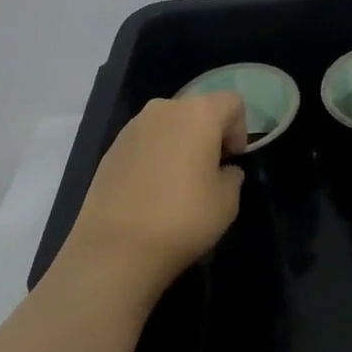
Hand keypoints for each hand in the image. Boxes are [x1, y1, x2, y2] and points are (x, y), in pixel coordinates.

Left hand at [62, 94, 245, 296]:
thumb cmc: (182, 219)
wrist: (114, 249)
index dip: (240, 129)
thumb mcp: (227, 202)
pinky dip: (155, 157)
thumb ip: (232, 176)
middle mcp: (164, 109)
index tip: (232, 160)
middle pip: (198, 110)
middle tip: (209, 171)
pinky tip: (152, 191)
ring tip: (178, 184)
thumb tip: (224, 171)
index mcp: (198, 114)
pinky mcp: (111, 148)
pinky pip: (145, 143)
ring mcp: (133, 127)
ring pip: (169, 125)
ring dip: (180, 144)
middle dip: (208, 134)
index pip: (232, 102)